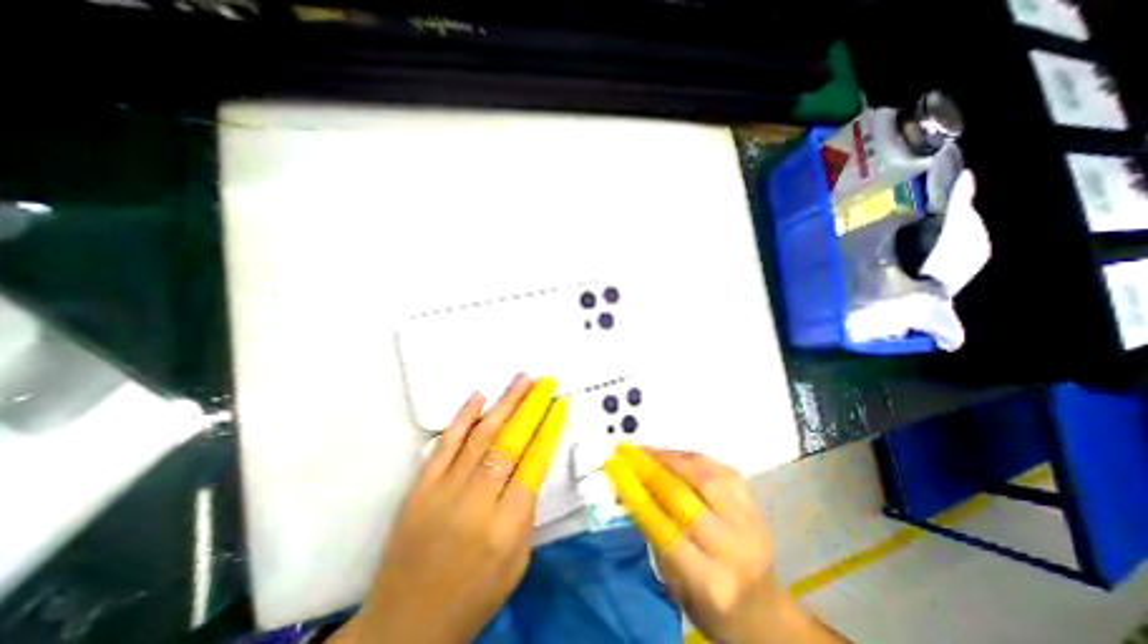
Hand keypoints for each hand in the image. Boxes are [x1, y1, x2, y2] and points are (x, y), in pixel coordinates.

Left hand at [330, 375, 566, 643]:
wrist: (404, 626)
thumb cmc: (472, 598)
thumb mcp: (517, 562)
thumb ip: (526, 511)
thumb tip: (530, 464)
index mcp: (506, 526)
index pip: (534, 463)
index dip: (549, 429)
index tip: (558, 405)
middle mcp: (477, 502)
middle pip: (510, 442)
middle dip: (530, 407)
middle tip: (543, 382)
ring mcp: (444, 490)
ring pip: (481, 435)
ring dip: (505, 403)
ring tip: (521, 380)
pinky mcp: (420, 487)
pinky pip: (445, 443)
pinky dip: (463, 417)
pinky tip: (479, 396)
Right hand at [608, 445, 840, 641]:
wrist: (764, 611)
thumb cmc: (710, 605)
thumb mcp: (674, 585)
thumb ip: (654, 536)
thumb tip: (632, 490)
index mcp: (709, 581)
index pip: (663, 527)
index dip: (635, 493)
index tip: (615, 468)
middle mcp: (732, 548)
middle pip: (683, 497)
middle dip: (650, 470)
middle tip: (628, 453)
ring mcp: (749, 521)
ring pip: (704, 475)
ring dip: (671, 458)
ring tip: (649, 451)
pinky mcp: (755, 503)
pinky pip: (719, 468)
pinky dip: (692, 458)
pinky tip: (675, 456)